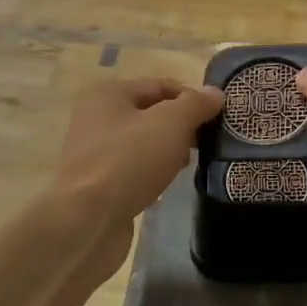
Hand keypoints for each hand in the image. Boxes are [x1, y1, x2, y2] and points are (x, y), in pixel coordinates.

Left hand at [51, 77, 224, 270]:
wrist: (88, 220)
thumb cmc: (129, 160)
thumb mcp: (171, 124)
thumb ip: (195, 105)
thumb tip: (215, 93)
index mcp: (109, 93)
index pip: (160, 85)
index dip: (192, 97)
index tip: (218, 116)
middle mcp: (97, 117)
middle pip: (151, 113)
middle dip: (182, 125)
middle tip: (207, 141)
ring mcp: (95, 152)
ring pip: (144, 142)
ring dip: (168, 150)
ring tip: (190, 163)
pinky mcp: (98, 183)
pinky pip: (134, 168)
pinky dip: (153, 172)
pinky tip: (167, 183)